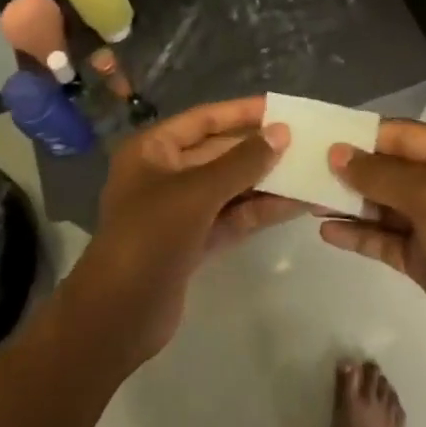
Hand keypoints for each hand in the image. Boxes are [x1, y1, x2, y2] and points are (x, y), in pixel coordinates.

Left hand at [65, 97, 301, 367]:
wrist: (116, 318)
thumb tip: (281, 132)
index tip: (281, 108)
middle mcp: (165, 174)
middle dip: (260, 150)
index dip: (242, 112)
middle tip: (305, 142)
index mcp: (153, 150)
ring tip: (309, 172)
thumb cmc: (149, 237)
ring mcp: (180, 210)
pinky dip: (260, 210)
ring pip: (230, 187)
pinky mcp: (194, 241)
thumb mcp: (198, 192)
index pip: (204, 119)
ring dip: (266, 181)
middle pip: (220, 153)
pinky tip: (296, 204)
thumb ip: (242, 161)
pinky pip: (232, 216)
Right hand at [320, 121, 425, 375]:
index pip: (402, 135)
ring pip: (385, 206)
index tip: (321, 137)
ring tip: (307, 198)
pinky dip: (360, 235)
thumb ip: (381, 175)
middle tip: (304, 169)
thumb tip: (336, 153)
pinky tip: (327, 231)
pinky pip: (386, 239)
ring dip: (350, 203)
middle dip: (352, 171)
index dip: (363, 136)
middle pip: (391, 170)